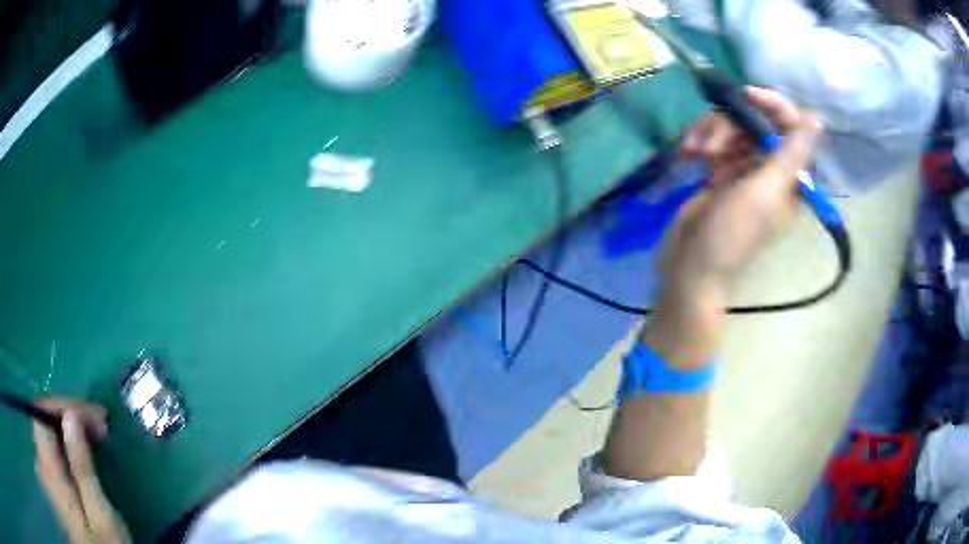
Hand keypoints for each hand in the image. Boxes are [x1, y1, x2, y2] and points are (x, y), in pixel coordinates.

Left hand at [33, 399, 129, 543]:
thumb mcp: (102, 517)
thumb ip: (82, 468)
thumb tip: (72, 417)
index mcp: (50, 471)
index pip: (41, 413)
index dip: (63, 406)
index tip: (95, 417)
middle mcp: (42, 466)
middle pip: (43, 422)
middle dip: (68, 417)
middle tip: (99, 427)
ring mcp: (46, 476)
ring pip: (48, 436)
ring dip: (68, 430)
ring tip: (94, 437)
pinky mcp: (52, 486)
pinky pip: (52, 452)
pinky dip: (66, 446)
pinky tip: (83, 454)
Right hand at [672, 87, 822, 290]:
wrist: (692, 264)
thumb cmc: (733, 233)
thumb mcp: (764, 191)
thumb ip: (791, 154)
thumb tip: (816, 120)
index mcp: (790, 177)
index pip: (792, 127)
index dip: (773, 105)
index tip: (746, 95)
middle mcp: (770, 168)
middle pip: (756, 121)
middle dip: (731, 126)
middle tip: (713, 148)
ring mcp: (744, 167)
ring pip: (731, 126)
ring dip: (711, 134)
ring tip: (698, 155)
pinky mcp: (720, 169)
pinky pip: (713, 138)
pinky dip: (699, 141)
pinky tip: (689, 154)